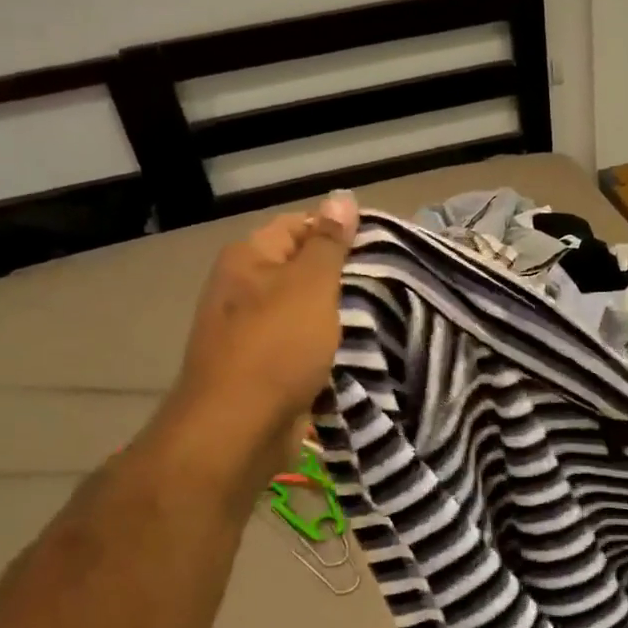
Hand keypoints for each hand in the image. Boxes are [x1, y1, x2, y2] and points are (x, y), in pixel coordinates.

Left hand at [140, 193, 358, 505]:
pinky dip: (328, 346)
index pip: (301, 224)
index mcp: (249, 258)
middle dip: (344, 275)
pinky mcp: (264, 366)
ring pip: (307, 309)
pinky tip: (360, 349)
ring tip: (385, 312)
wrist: (237, 431)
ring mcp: (251, 330)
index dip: (340, 231)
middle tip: (390, 280)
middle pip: (303, 267)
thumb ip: (329, 242)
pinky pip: (303, 344)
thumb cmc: (275, 347)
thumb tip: (341, 196)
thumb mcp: (310, 285)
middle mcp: (244, 287)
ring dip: (339, 314)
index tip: (381, 247)